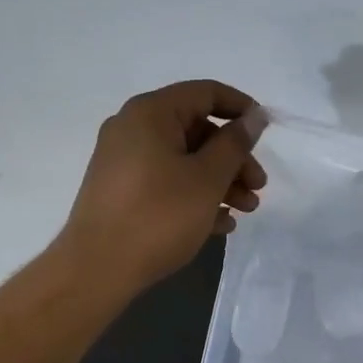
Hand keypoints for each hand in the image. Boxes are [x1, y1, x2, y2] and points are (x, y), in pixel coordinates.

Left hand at [57, 80, 267, 296]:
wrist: (96, 270)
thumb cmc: (159, 216)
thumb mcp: (207, 178)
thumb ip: (235, 143)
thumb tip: (254, 117)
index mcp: (151, 113)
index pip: (206, 93)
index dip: (241, 108)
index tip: (266, 131)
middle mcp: (133, 128)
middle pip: (197, 130)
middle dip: (234, 157)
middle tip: (258, 187)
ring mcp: (123, 161)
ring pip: (184, 160)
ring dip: (220, 181)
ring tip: (245, 211)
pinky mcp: (120, 191)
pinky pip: (166, 181)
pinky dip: (194, 195)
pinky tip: (219, 224)